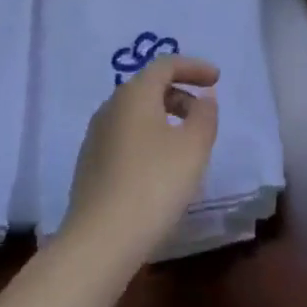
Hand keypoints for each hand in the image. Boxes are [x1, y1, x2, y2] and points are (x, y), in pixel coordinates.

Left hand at [60, 55, 220, 270]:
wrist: (99, 242)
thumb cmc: (153, 184)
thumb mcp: (193, 147)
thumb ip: (204, 116)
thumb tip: (203, 100)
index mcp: (134, 94)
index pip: (165, 64)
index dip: (194, 67)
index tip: (216, 79)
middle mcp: (110, 107)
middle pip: (148, 87)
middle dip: (180, 93)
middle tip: (203, 114)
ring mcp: (95, 137)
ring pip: (136, 114)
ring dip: (164, 118)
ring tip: (185, 143)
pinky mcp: (90, 165)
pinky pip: (125, 137)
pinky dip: (148, 139)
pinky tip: (160, 168)